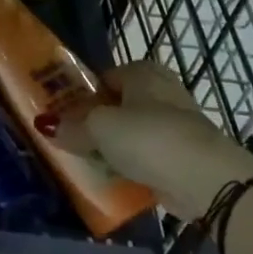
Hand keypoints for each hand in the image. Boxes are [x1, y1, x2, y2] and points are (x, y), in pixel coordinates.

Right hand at [57, 60, 252, 218]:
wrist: (206, 179)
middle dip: (97, 124)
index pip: (103, 78)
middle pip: (118, 106)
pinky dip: (134, 167)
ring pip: (133, 133)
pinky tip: (116, 181)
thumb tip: (46, 125)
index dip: (82, 97)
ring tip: (89, 165)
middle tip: (72, 142)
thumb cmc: (148, 138)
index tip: (63, 118)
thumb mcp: (99, 128)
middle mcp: (161, 91)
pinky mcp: (185, 156)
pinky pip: (148, 158)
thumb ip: (72, 126)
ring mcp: (176, 124)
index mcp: (142, 72)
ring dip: (114, 148)